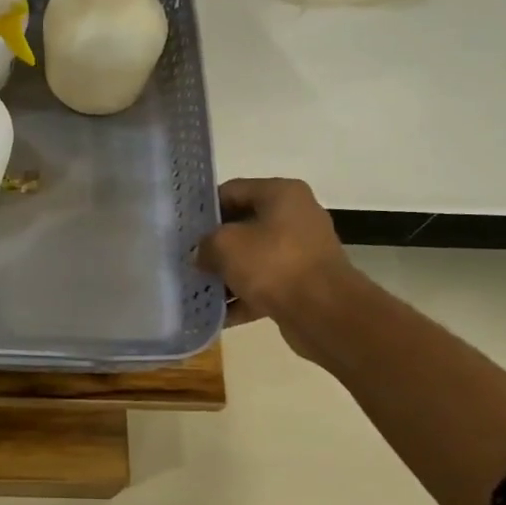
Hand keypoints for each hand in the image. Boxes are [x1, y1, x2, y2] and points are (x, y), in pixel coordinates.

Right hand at [195, 177, 354, 357]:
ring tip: (196, 288)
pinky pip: (264, 284)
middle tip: (186, 259)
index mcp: (281, 194)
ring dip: (226, 273)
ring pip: (253, 258)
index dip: (204, 208)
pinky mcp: (303, 283)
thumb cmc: (273, 264)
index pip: (232, 190)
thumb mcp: (225, 245)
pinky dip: (243, 297)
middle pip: (243, 225)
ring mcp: (301, 251)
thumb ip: (205, 244)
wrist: (323, 311)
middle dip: (214, 245)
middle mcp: (296, 216)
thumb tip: (202, 254)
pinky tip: (217, 314)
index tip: (181, 229)